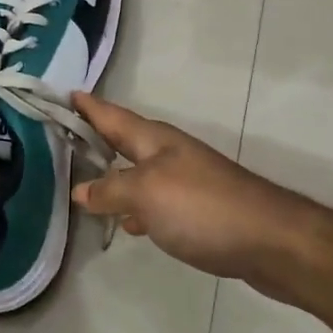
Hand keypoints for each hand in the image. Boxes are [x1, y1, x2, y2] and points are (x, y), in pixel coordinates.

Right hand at [70, 94, 308, 283]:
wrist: (269, 239)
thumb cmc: (201, 206)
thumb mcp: (146, 194)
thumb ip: (110, 190)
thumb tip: (80, 189)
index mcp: (154, 139)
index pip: (111, 115)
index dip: (88, 106)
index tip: (64, 92)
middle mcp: (168, 153)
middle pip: (124, 140)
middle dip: (96, 137)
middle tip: (63, 136)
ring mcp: (185, 180)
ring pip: (138, 171)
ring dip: (113, 174)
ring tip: (83, 180)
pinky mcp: (197, 209)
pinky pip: (154, 200)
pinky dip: (136, 206)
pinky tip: (128, 224)